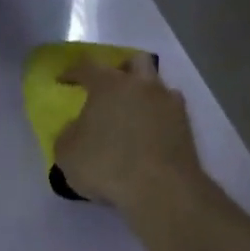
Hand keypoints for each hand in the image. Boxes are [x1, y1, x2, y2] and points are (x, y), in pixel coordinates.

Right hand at [55, 56, 205, 216]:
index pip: (87, 67)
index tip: (63, 80)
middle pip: (134, 62)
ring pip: (157, 85)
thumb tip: (77, 128)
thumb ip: (69, 134)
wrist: (160, 189)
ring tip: (132, 114)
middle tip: (110, 87)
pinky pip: (170, 111)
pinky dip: (159, 116)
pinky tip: (151, 132)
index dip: (73, 72)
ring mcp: (168, 103)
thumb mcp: (67, 153)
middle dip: (121, 70)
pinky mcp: (186, 126)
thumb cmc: (106, 166)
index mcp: (109, 85)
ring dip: (144, 93)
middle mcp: (142, 85)